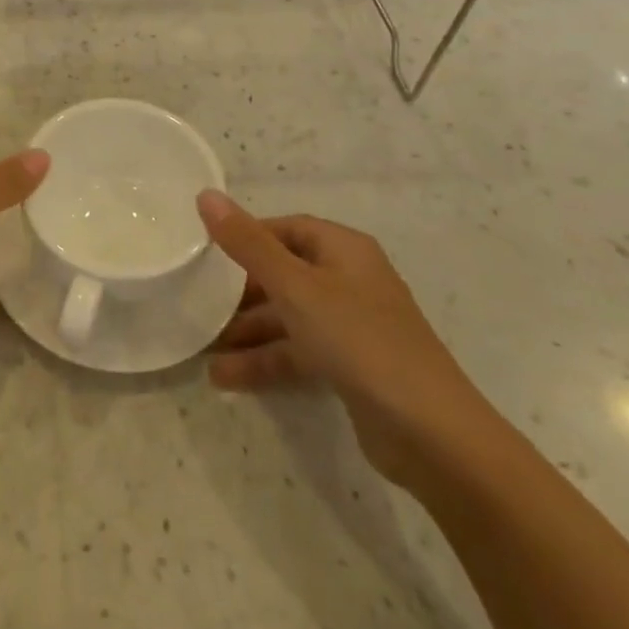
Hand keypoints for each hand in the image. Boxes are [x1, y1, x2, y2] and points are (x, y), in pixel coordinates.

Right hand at [199, 191, 497, 490]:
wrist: (431, 434)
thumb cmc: (359, 340)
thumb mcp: (295, 287)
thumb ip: (248, 243)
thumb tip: (205, 194)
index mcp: (344, 250)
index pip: (287, 228)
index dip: (247, 235)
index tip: (207, 252)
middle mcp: (350, 281)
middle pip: (284, 273)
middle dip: (240, 291)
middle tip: (198, 301)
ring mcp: (352, 326)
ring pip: (288, 317)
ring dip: (246, 332)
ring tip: (202, 348)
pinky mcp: (351, 367)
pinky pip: (298, 352)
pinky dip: (265, 361)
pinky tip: (225, 378)